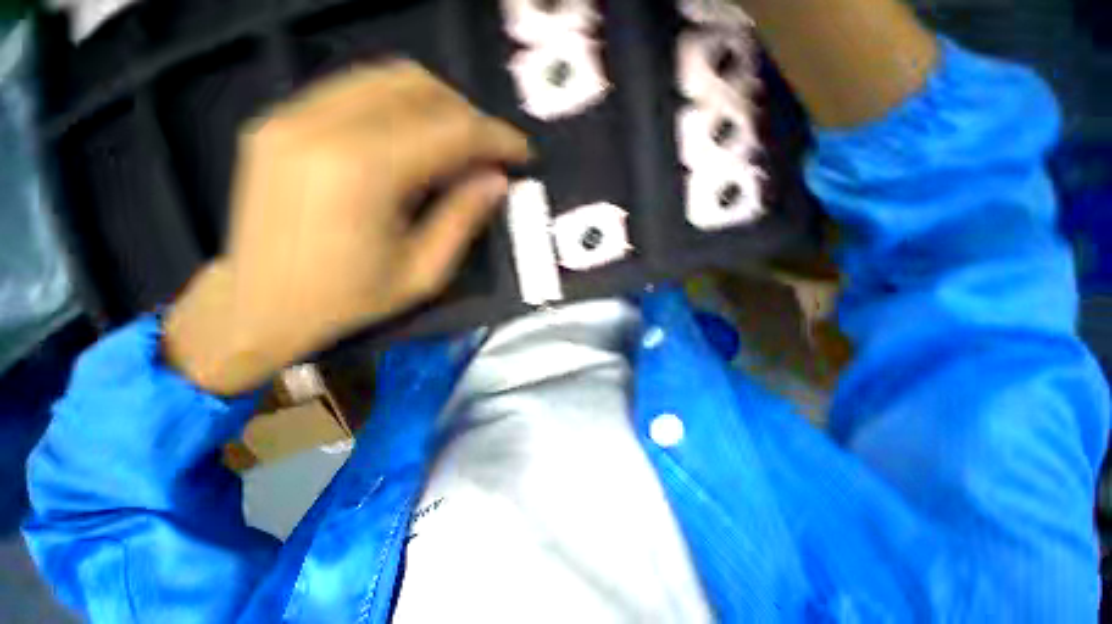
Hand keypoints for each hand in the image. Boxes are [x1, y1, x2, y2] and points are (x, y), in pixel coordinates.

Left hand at [164, 61, 530, 394]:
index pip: (450, 130)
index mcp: (363, 173)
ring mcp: (293, 115)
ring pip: (387, 78)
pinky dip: (399, 107)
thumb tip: (497, 180)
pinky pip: (355, 90)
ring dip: (437, 106)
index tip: (523, 153)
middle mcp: (323, 126)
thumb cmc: (349, 301)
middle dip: (469, 116)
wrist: (259, 306)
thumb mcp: (423, 274)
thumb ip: (463, 220)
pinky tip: (413, 141)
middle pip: (419, 87)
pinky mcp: (280, 119)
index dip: (496, 137)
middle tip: (489, 152)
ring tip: (458, 146)